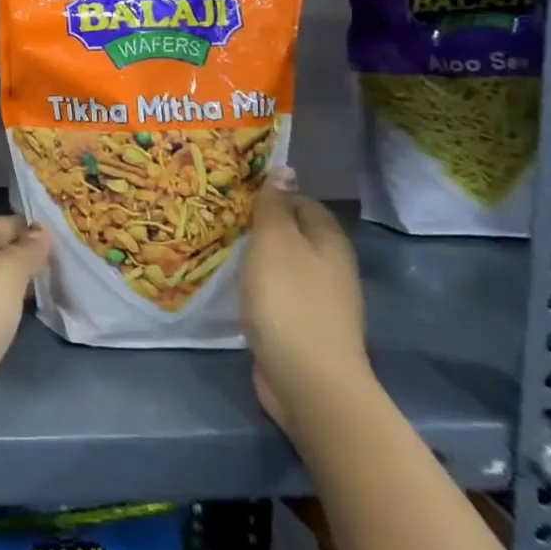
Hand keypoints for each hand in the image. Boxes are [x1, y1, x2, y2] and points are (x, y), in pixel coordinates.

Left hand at [0, 215, 50, 457]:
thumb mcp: (3, 274)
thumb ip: (24, 251)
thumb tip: (40, 231)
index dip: (21, 224)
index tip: (57, 228)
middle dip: (24, 253)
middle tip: (65, 257)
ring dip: (20, 284)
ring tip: (57, 283)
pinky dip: (12, 311)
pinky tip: (32, 317)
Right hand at [240, 168, 371, 441]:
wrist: (307, 379)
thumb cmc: (289, 300)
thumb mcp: (275, 242)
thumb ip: (275, 206)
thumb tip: (284, 170)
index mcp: (329, 241)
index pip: (303, 202)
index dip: (272, 194)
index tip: (234, 192)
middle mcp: (330, 267)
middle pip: (294, 234)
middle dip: (261, 225)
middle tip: (219, 218)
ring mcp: (319, 300)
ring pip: (284, 264)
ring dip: (256, 257)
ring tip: (220, 247)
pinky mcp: (302, 326)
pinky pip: (277, 293)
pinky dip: (257, 286)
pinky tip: (234, 287)